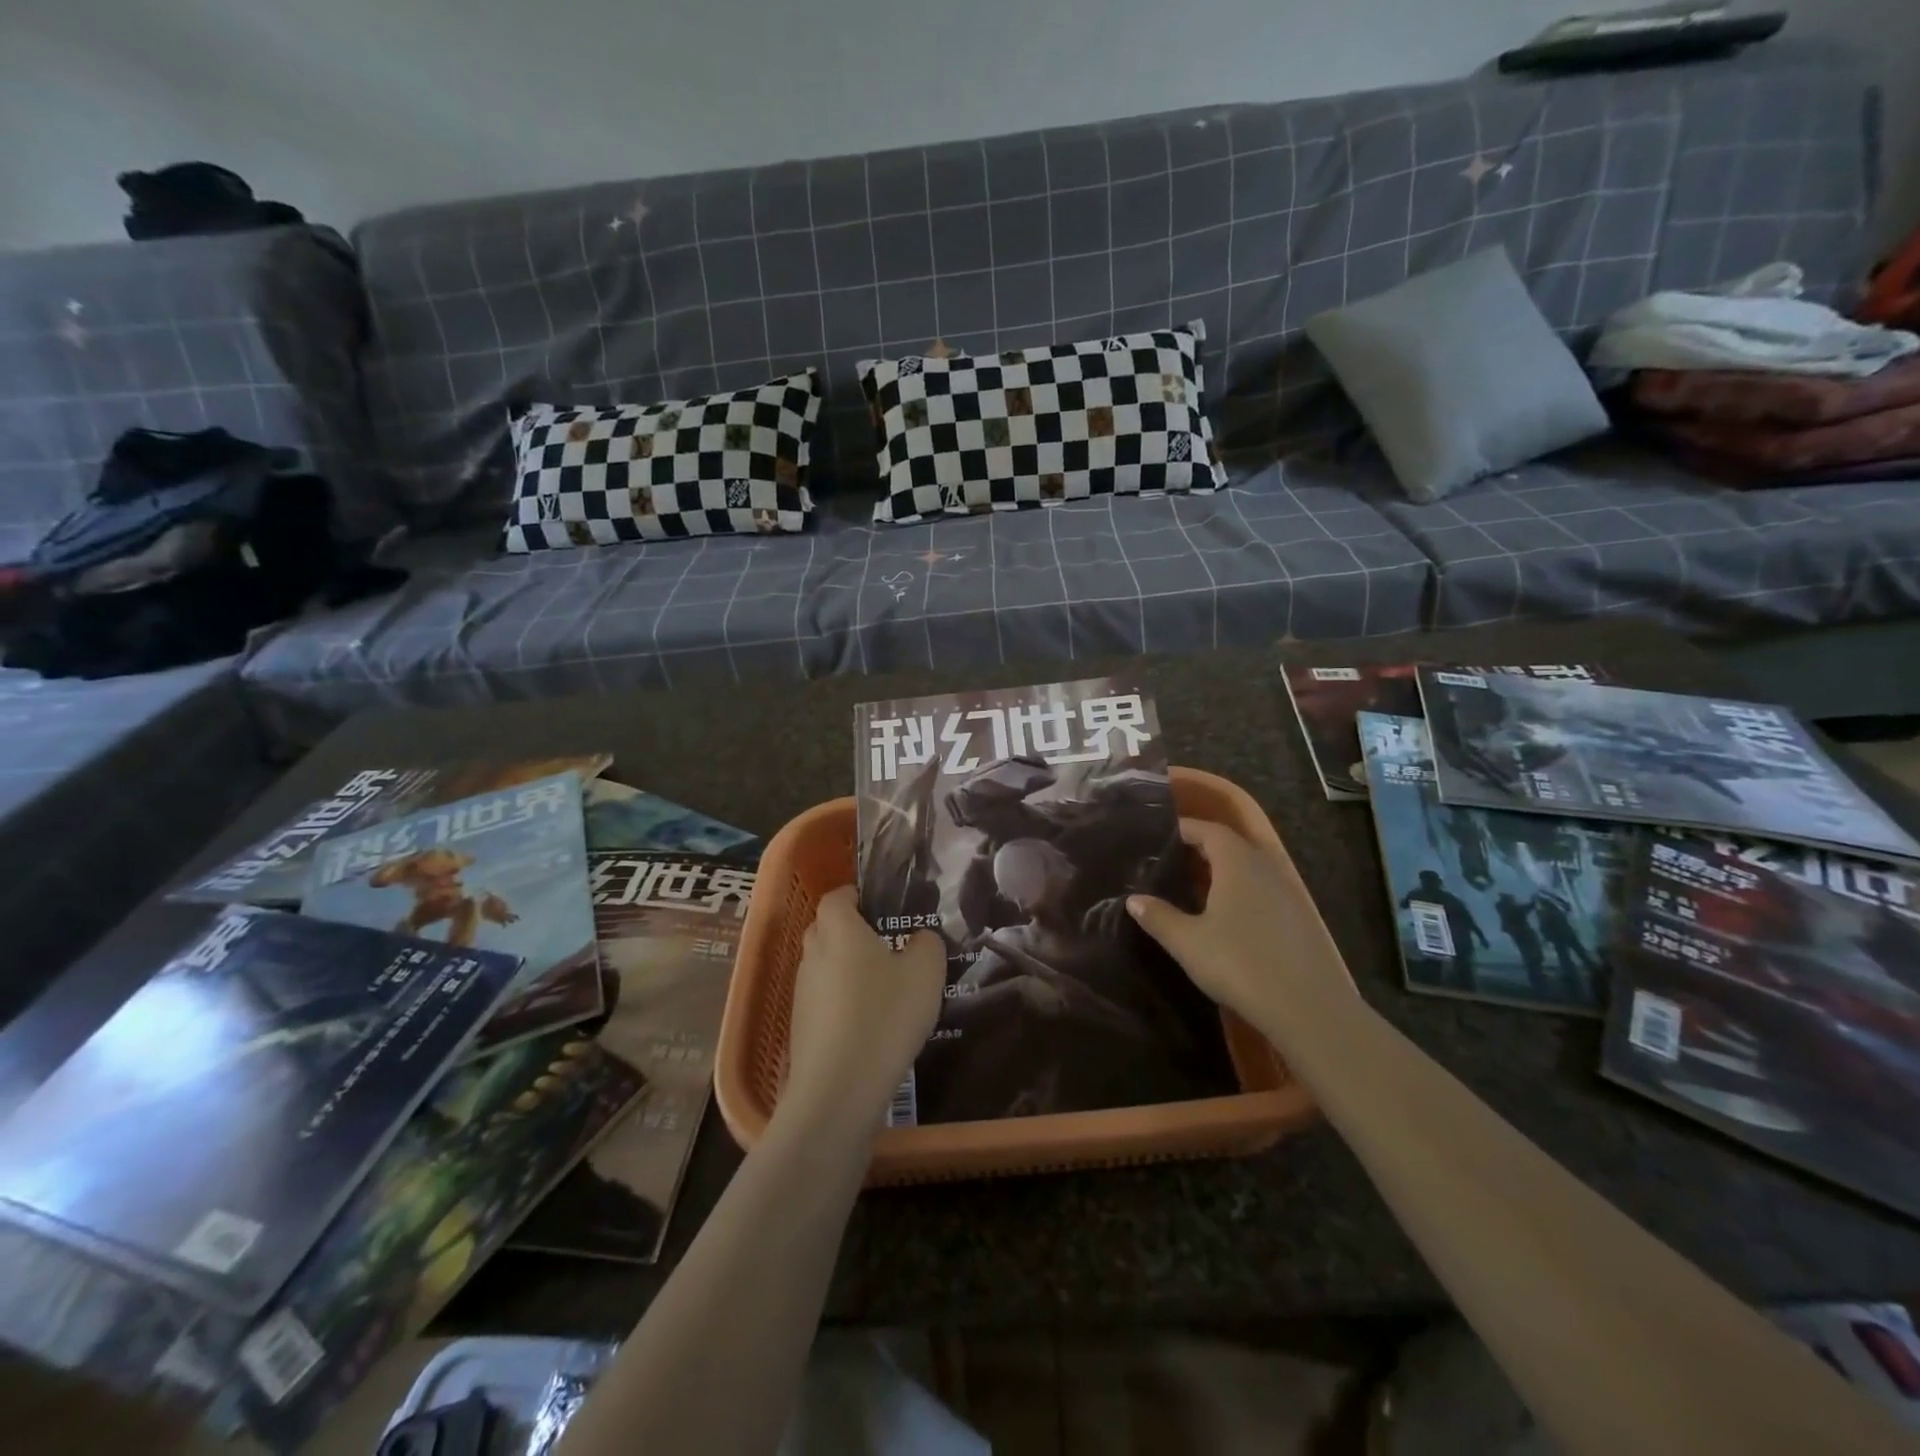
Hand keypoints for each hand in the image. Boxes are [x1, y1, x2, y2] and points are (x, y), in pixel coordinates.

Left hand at [783, 887, 945, 1123]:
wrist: (839, 1089)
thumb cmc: (885, 1015)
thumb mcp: (925, 972)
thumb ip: (927, 944)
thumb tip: (920, 938)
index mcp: (839, 929)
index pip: (837, 896)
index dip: (856, 896)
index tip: (881, 906)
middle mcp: (813, 953)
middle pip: (826, 928)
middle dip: (851, 931)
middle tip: (887, 944)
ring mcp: (802, 991)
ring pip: (824, 965)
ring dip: (846, 969)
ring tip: (883, 987)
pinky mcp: (801, 1026)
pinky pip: (823, 999)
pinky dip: (842, 1001)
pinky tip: (870, 1023)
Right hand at [1125, 818, 1354, 1038]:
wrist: (1308, 1008)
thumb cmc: (1239, 964)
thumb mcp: (1188, 942)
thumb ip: (1159, 917)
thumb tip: (1134, 900)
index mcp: (1237, 863)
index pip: (1208, 830)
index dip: (1184, 829)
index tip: (1160, 835)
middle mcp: (1265, 868)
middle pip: (1231, 845)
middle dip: (1202, 848)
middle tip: (1171, 860)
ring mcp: (1287, 893)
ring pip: (1250, 869)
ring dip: (1224, 871)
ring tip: (1195, 888)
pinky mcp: (1300, 919)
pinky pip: (1264, 891)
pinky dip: (1242, 892)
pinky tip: (1228, 917)